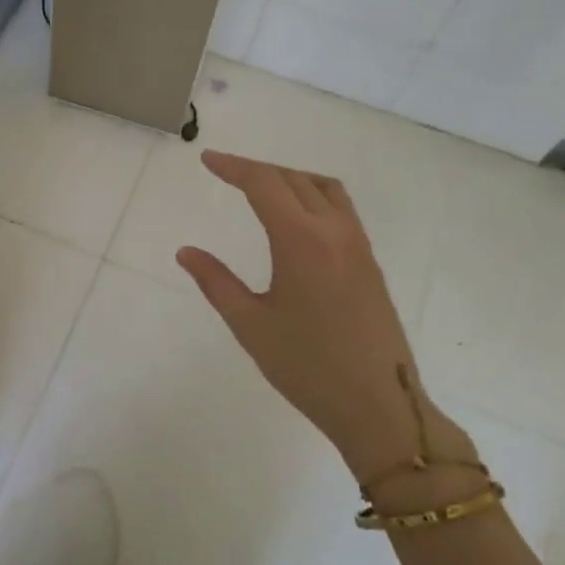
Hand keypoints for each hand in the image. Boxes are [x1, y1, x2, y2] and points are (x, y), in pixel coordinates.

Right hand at [176, 151, 472, 486]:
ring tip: (262, 188)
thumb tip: (186, 251)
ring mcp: (358, 245)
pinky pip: (341, 208)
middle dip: (257, 169)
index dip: (233, 167)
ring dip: (290, 177)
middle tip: (226, 172)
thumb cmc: (307, 367)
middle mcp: (334, 231)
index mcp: (301, 241)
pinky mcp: (370, 263)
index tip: (207, 160)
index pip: (264, 184)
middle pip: (294, 178)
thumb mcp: (250, 325)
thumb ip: (216, 282)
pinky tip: (297, 220)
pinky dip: (314, 195)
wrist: (378, 404)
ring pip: (324, 188)